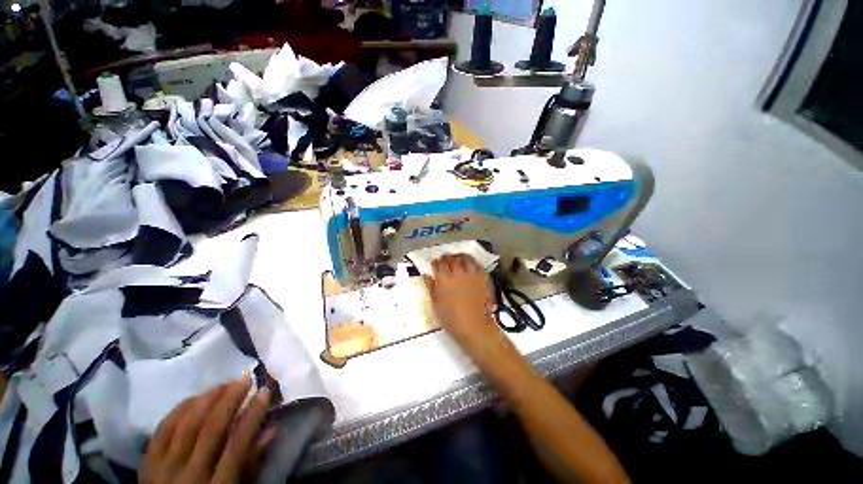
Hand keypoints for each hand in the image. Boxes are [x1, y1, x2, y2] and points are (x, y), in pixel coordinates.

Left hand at [139, 377, 274, 483]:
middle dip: (231, 400)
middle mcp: (189, 475)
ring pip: (187, 425)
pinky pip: (162, 430)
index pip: (237, 445)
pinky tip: (196, 396)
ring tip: (224, 383)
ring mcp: (164, 468)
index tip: (265, 391)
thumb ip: (252, 463)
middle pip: (211, 430)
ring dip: (208, 399)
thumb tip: (271, 429)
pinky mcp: (147, 462)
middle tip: (246, 379)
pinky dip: (180, 410)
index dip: (253, 415)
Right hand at [425, 254, 496, 343]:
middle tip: (445, 260)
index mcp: (444, 279)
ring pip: (465, 258)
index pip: (439, 263)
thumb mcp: (436, 303)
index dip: (436, 262)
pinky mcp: (483, 277)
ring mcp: (472, 274)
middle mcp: (458, 272)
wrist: (474, 326)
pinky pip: (477, 264)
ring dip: (459, 257)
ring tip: (457, 259)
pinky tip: (469, 266)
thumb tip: (426, 275)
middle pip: (451, 258)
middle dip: (447, 258)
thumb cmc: (451, 318)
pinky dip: (471, 262)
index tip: (434, 263)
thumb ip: (431, 286)